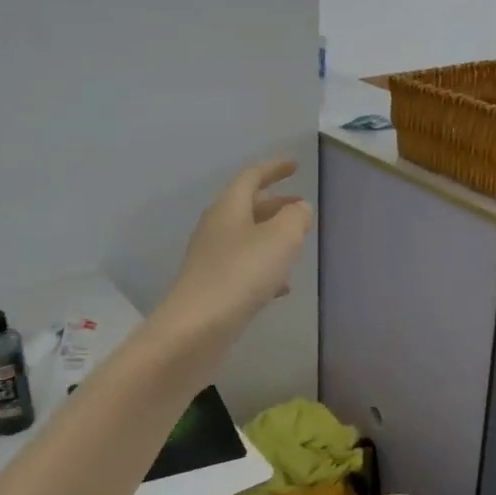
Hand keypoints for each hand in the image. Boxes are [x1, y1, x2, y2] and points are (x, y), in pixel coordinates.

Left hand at [159, 160, 311, 342]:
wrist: (195, 329)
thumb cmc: (240, 275)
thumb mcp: (280, 240)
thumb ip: (294, 218)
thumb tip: (298, 208)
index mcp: (228, 208)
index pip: (251, 177)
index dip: (274, 168)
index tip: (294, 165)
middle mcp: (216, 228)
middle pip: (247, 207)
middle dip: (275, 204)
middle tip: (300, 205)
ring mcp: (211, 259)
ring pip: (246, 238)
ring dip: (271, 236)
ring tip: (296, 244)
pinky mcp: (212, 288)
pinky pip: (243, 268)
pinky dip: (264, 268)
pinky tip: (281, 286)